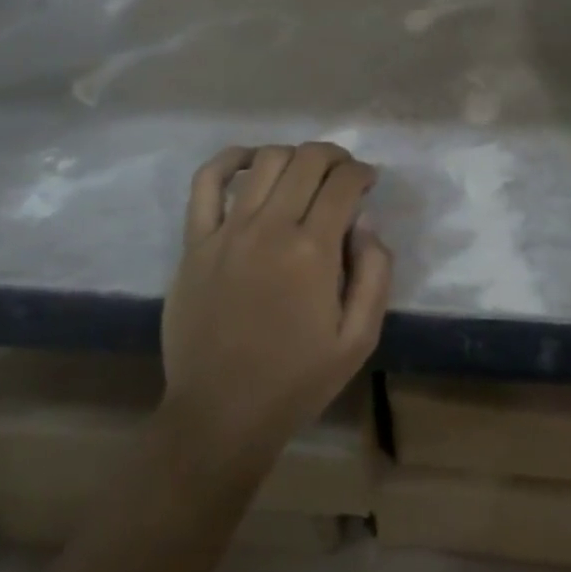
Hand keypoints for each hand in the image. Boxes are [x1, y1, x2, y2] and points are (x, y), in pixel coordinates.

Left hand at [159, 142, 392, 478]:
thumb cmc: (296, 380)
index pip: (343, 183)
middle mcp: (270, 228)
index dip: (362, 173)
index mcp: (313, 252)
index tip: (369, 183)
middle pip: (308, 161)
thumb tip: (366, 222)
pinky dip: (230, 160)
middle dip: (335, 157)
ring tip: (305, 172)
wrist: (220, 415)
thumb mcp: (359, 340)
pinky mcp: (195, 242)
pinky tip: (250, 161)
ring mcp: (227, 231)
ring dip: (295, 156)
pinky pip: (206, 182)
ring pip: (266, 161)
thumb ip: (376, 273)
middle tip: (344, 174)